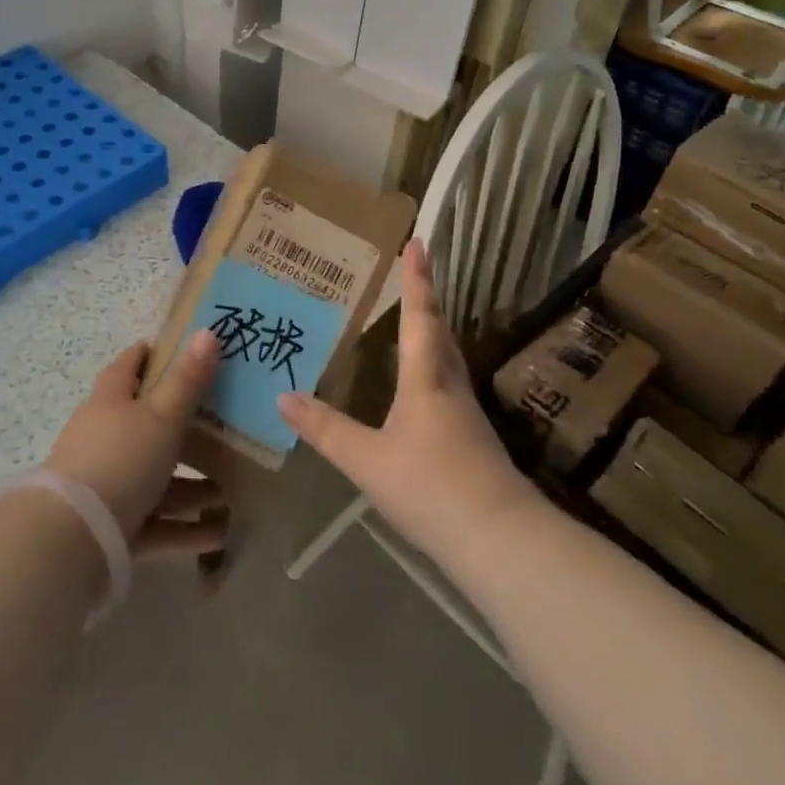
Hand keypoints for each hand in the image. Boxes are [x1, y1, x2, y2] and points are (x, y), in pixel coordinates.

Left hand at [45, 332, 228, 556]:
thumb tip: (208, 331)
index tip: (170, 349)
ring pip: (153, 478)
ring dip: (188, 485)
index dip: (146, 355)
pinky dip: (183, 527)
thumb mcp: (161, 416)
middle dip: (178, 426)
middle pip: (143, 424)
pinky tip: (216, 535)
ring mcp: (106, 484)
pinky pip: (154, 522)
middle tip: (217, 424)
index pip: (126, 367)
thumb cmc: (120, 459)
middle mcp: (103, 437)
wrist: (73, 538)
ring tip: (225, 491)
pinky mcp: (112, 527)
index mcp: (109, 401)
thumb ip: (187, 380)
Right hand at [278, 242, 540, 571]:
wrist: (502, 542)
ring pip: (449, 358)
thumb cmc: (432, 488)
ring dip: (433, 332)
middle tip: (412, 274)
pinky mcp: (474, 440)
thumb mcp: (367, 460)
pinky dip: (434, 367)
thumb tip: (282, 397)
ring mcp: (467, 414)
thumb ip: (325, 429)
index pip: (420, 316)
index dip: (416, 279)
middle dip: (426, 300)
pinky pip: (449, 385)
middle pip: (440, 332)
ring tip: (415, 320)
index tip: (419, 243)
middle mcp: (450, 386)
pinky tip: (422, 386)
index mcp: (426, 379)